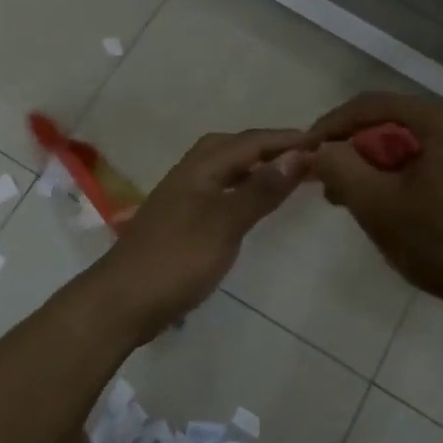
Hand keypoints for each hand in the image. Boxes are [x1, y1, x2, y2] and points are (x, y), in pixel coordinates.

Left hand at [88, 128, 309, 338]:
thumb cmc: (177, 260)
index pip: (249, 142)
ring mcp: (180, 199)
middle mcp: (188, 175)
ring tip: (282, 176)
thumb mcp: (225, 223)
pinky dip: (239, 188)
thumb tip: (299, 155)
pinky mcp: (178, 222)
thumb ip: (261, 190)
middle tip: (301, 155)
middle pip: (230, 146)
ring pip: (221, 168)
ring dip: (251, 165)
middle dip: (265, 145)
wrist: (121, 302)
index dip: (284, 139)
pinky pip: (216, 190)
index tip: (321, 142)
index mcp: (199, 168)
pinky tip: (248, 207)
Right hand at [304, 94, 442, 319]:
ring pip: (415, 145)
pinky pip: (436, 161)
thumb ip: (338, 168)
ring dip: (380, 168)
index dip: (331, 126)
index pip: (371, 105)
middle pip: (394, 124)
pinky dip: (408, 177)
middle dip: (356, 151)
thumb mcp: (378, 205)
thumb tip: (314, 151)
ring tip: (355, 200)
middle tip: (328, 183)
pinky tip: (395, 207)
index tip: (304, 153)